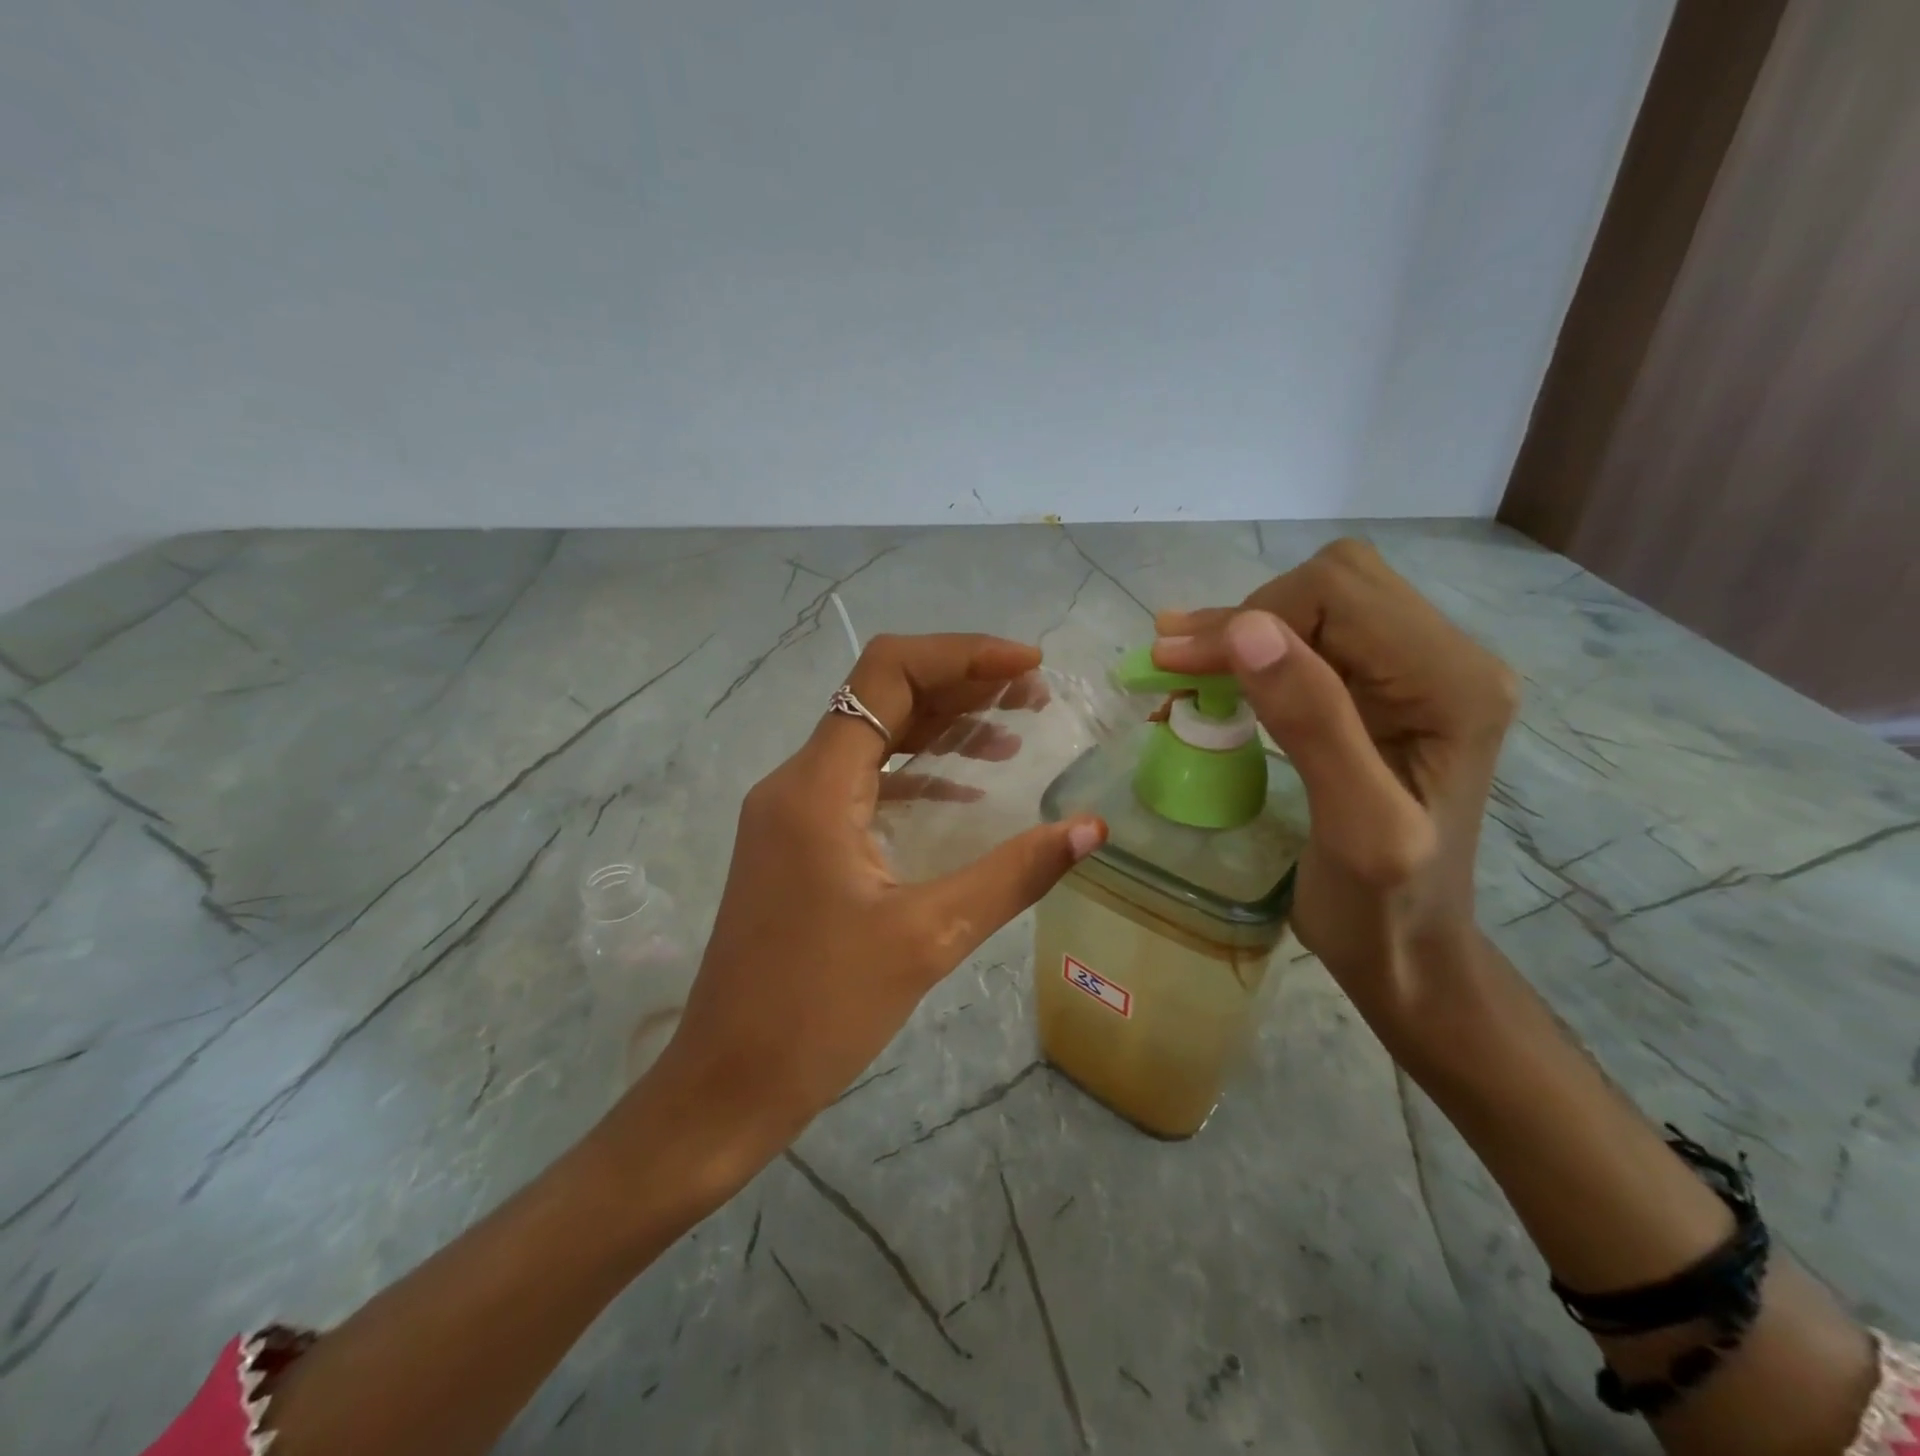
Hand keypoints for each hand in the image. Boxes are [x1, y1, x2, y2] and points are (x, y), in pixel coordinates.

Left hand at [642, 633, 1105, 1180]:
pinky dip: (916, 772)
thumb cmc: (820, 1012)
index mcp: (816, 786)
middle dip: (961, 685)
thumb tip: (1092, 828)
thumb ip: (1014, 873)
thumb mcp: (928, 937)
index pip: (887, 674)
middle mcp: (796, 782)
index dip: (962, 655)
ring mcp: (790, 813)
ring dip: (941, 726)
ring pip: (872, 738)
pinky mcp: (796, 843)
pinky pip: (862, 782)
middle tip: (1033, 696)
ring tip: (1014, 732)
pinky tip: (967, 790)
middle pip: (882, 698)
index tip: (1026, 667)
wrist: (728, 1083)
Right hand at [1154, 539, 1516, 1026]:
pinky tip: (1211, 684)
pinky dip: (1252, 654)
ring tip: (1180, 671)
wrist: (1410, 954)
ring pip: (1317, 604)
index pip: (1337, 595)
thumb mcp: (1353, 826)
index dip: (1246, 619)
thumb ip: (1311, 722)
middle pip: (1330, 584)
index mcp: (1452, 684)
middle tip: (1176, 669)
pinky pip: (1313, 640)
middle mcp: (1448, 659)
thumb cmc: (1382, 908)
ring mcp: (1418, 672)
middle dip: (1243, 620)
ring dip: (1242, 633)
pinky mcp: (1384, 691)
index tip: (1175, 666)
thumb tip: (1246, 629)